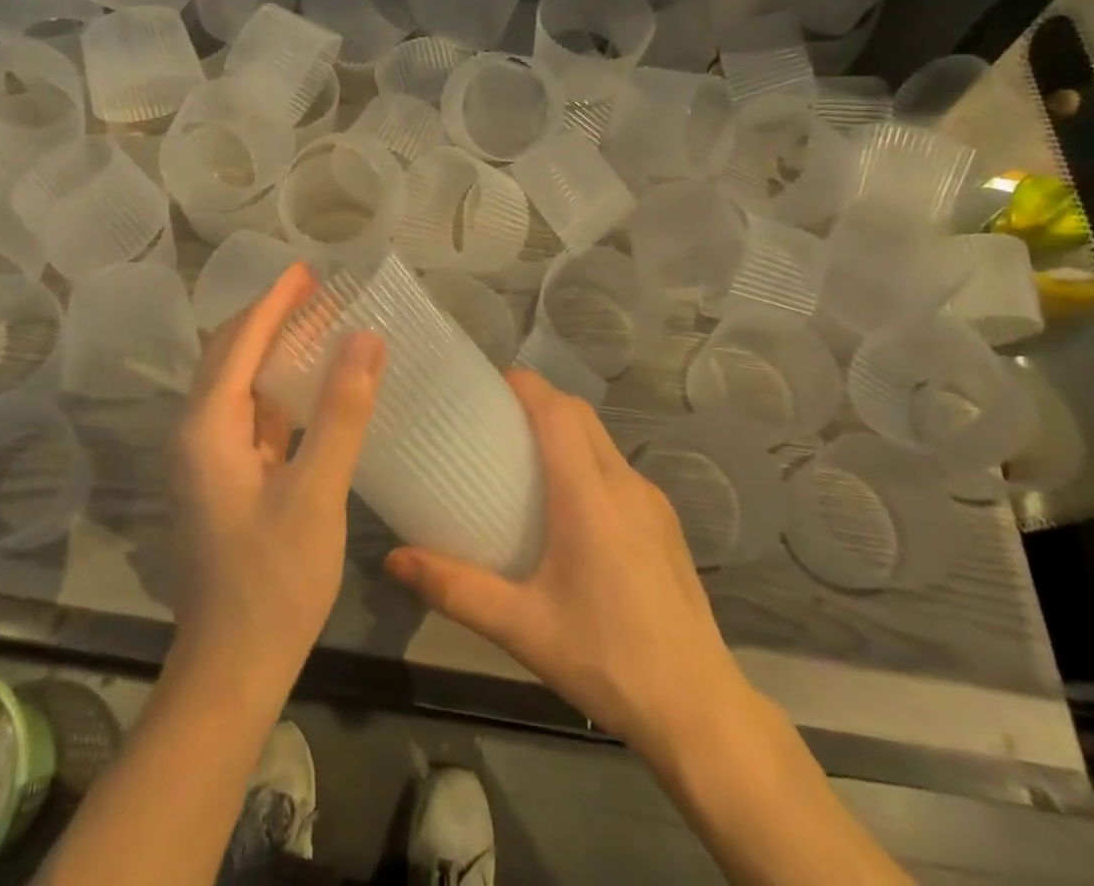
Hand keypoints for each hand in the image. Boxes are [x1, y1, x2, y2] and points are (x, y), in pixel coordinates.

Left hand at [168, 262, 382, 697]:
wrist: (233, 668)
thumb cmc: (274, 581)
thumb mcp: (316, 493)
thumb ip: (341, 411)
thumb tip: (365, 336)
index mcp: (207, 427)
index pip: (240, 342)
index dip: (274, 302)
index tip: (307, 269)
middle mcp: (196, 433)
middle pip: (229, 355)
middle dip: (269, 317)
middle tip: (315, 289)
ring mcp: (207, 458)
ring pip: (237, 383)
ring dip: (271, 349)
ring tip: (315, 322)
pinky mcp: (224, 479)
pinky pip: (248, 414)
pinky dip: (276, 388)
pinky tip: (307, 385)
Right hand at [386, 370, 755, 763]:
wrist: (698, 709)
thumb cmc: (605, 659)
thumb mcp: (521, 628)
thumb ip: (455, 589)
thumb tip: (395, 559)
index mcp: (588, 495)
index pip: (557, 410)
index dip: (523, 385)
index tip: (486, 386)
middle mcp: (624, 483)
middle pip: (579, 415)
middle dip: (539, 401)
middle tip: (494, 421)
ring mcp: (652, 501)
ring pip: (602, 440)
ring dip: (564, 431)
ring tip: (523, 460)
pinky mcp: (666, 522)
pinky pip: (618, 470)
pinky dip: (587, 461)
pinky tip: (569, 509)